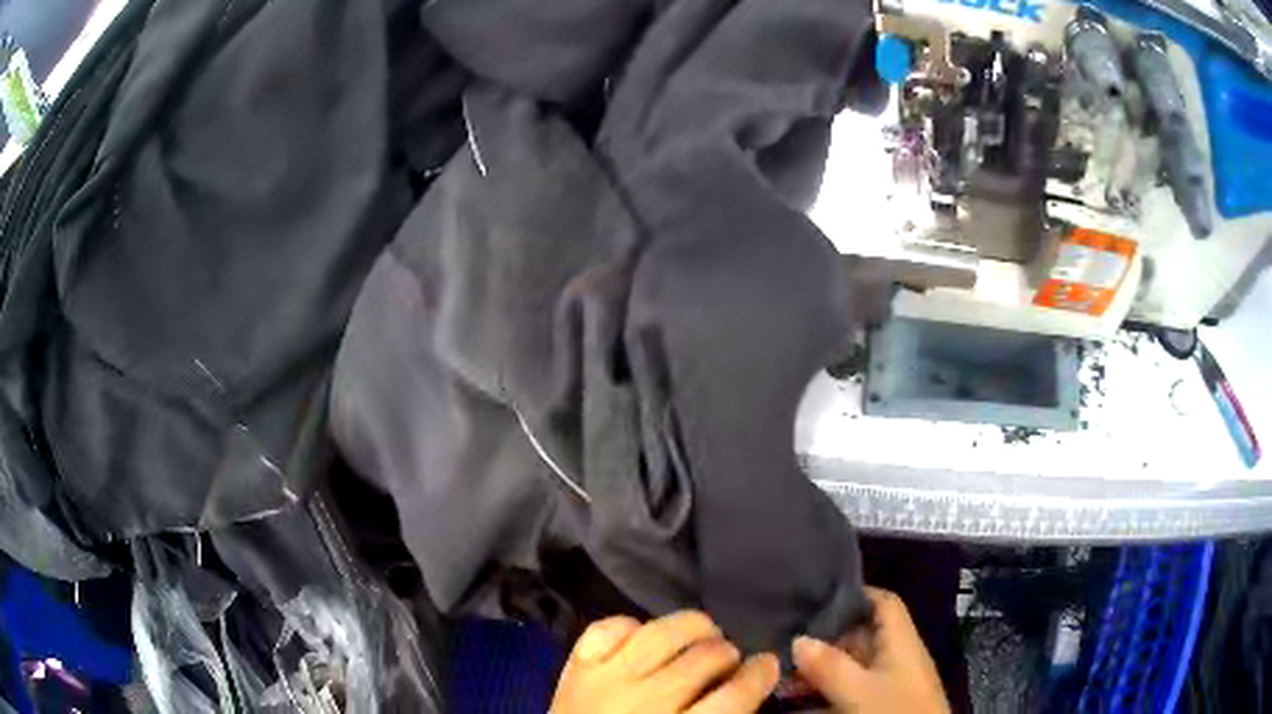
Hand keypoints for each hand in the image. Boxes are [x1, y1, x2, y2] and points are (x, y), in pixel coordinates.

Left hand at [551, 610, 780, 713]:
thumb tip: (743, 690)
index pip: (734, 695)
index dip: (760, 674)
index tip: (768, 664)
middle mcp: (645, 701)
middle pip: (704, 658)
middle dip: (728, 653)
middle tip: (730, 659)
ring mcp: (606, 679)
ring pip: (661, 632)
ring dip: (692, 627)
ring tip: (703, 634)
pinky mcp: (576, 667)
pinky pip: (608, 628)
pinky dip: (631, 625)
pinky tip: (645, 636)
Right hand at [793, 587, 948, 713]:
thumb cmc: (894, 711)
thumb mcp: (859, 690)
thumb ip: (830, 665)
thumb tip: (798, 639)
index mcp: (901, 640)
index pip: (883, 602)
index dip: (855, 594)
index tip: (817, 597)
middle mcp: (897, 656)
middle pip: (863, 634)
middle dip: (826, 638)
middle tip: (786, 643)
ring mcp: (891, 681)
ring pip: (854, 664)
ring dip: (822, 668)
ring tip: (786, 674)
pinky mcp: (883, 702)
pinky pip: (852, 686)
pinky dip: (828, 688)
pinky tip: (802, 699)